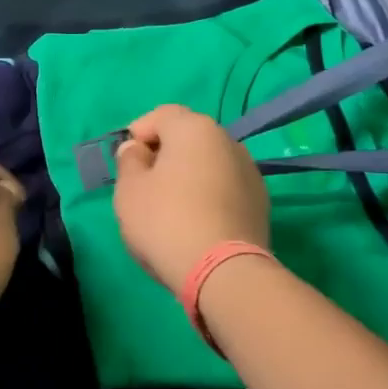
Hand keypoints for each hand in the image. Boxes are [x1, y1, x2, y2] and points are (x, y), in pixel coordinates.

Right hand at [113, 104, 269, 286]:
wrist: (223, 273)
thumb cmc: (166, 221)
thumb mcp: (129, 189)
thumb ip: (129, 161)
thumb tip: (137, 150)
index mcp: (194, 128)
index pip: (161, 115)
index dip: (139, 134)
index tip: (127, 162)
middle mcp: (228, 141)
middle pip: (188, 138)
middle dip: (165, 155)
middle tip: (145, 185)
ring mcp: (250, 172)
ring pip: (208, 164)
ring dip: (189, 176)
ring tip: (171, 208)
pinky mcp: (261, 203)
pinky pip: (224, 188)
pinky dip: (208, 196)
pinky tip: (196, 224)